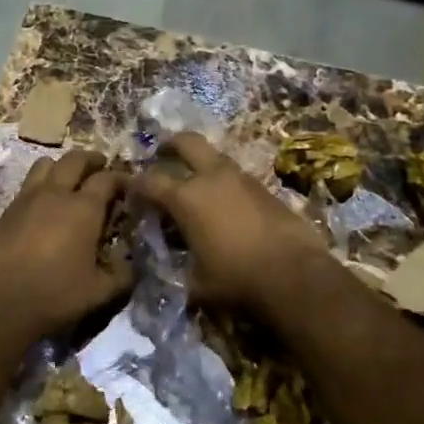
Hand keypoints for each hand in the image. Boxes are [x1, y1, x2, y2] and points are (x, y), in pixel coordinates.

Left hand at [0, 150, 133, 341]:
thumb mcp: (99, 292)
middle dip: (91, 159)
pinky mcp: (5, 211)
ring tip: (68, 180)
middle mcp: (56, 193)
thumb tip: (132, 265)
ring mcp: (26, 199)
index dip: (121, 179)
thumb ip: (122, 275)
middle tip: (100, 166)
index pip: (107, 179)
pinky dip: (40, 185)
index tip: (129, 186)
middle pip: (75, 159)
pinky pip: (27, 185)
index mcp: (84, 208)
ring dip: (61, 166)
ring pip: (45, 164)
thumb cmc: (54, 295)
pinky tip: (43, 206)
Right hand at [133, 133, 326, 313]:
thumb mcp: (196, 282)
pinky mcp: (266, 189)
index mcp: (186, 198)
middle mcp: (212, 178)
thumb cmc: (236, 279)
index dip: (136, 184)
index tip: (130, 189)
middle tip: (162, 153)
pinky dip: (224, 183)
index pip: (150, 181)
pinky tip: (225, 203)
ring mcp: (242, 179)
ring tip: (196, 182)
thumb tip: (170, 267)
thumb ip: (178, 268)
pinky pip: (237, 177)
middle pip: (187, 142)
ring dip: (202, 163)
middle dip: (170, 144)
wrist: (294, 274)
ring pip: (216, 157)